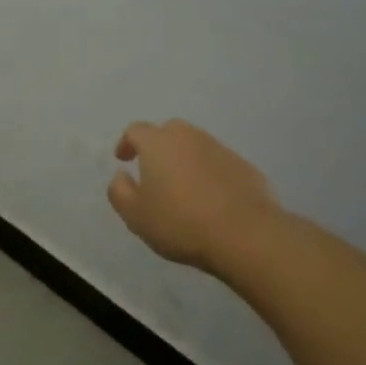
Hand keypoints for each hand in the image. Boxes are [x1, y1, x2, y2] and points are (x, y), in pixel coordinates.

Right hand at [108, 119, 279, 270]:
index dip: (126, 143)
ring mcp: (220, 149)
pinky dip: (209, 172)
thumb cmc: (180, 223)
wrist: (245, 234)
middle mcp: (189, 137)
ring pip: (196, 145)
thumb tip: (121, 175)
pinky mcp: (244, 166)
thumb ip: (120, 191)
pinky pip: (218, 162)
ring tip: (182, 187)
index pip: (136, 130)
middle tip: (153, 170)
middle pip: (168, 131)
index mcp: (158, 144)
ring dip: (185, 158)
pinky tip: (210, 198)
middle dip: (158, 145)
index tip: (123, 160)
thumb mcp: (136, 215)